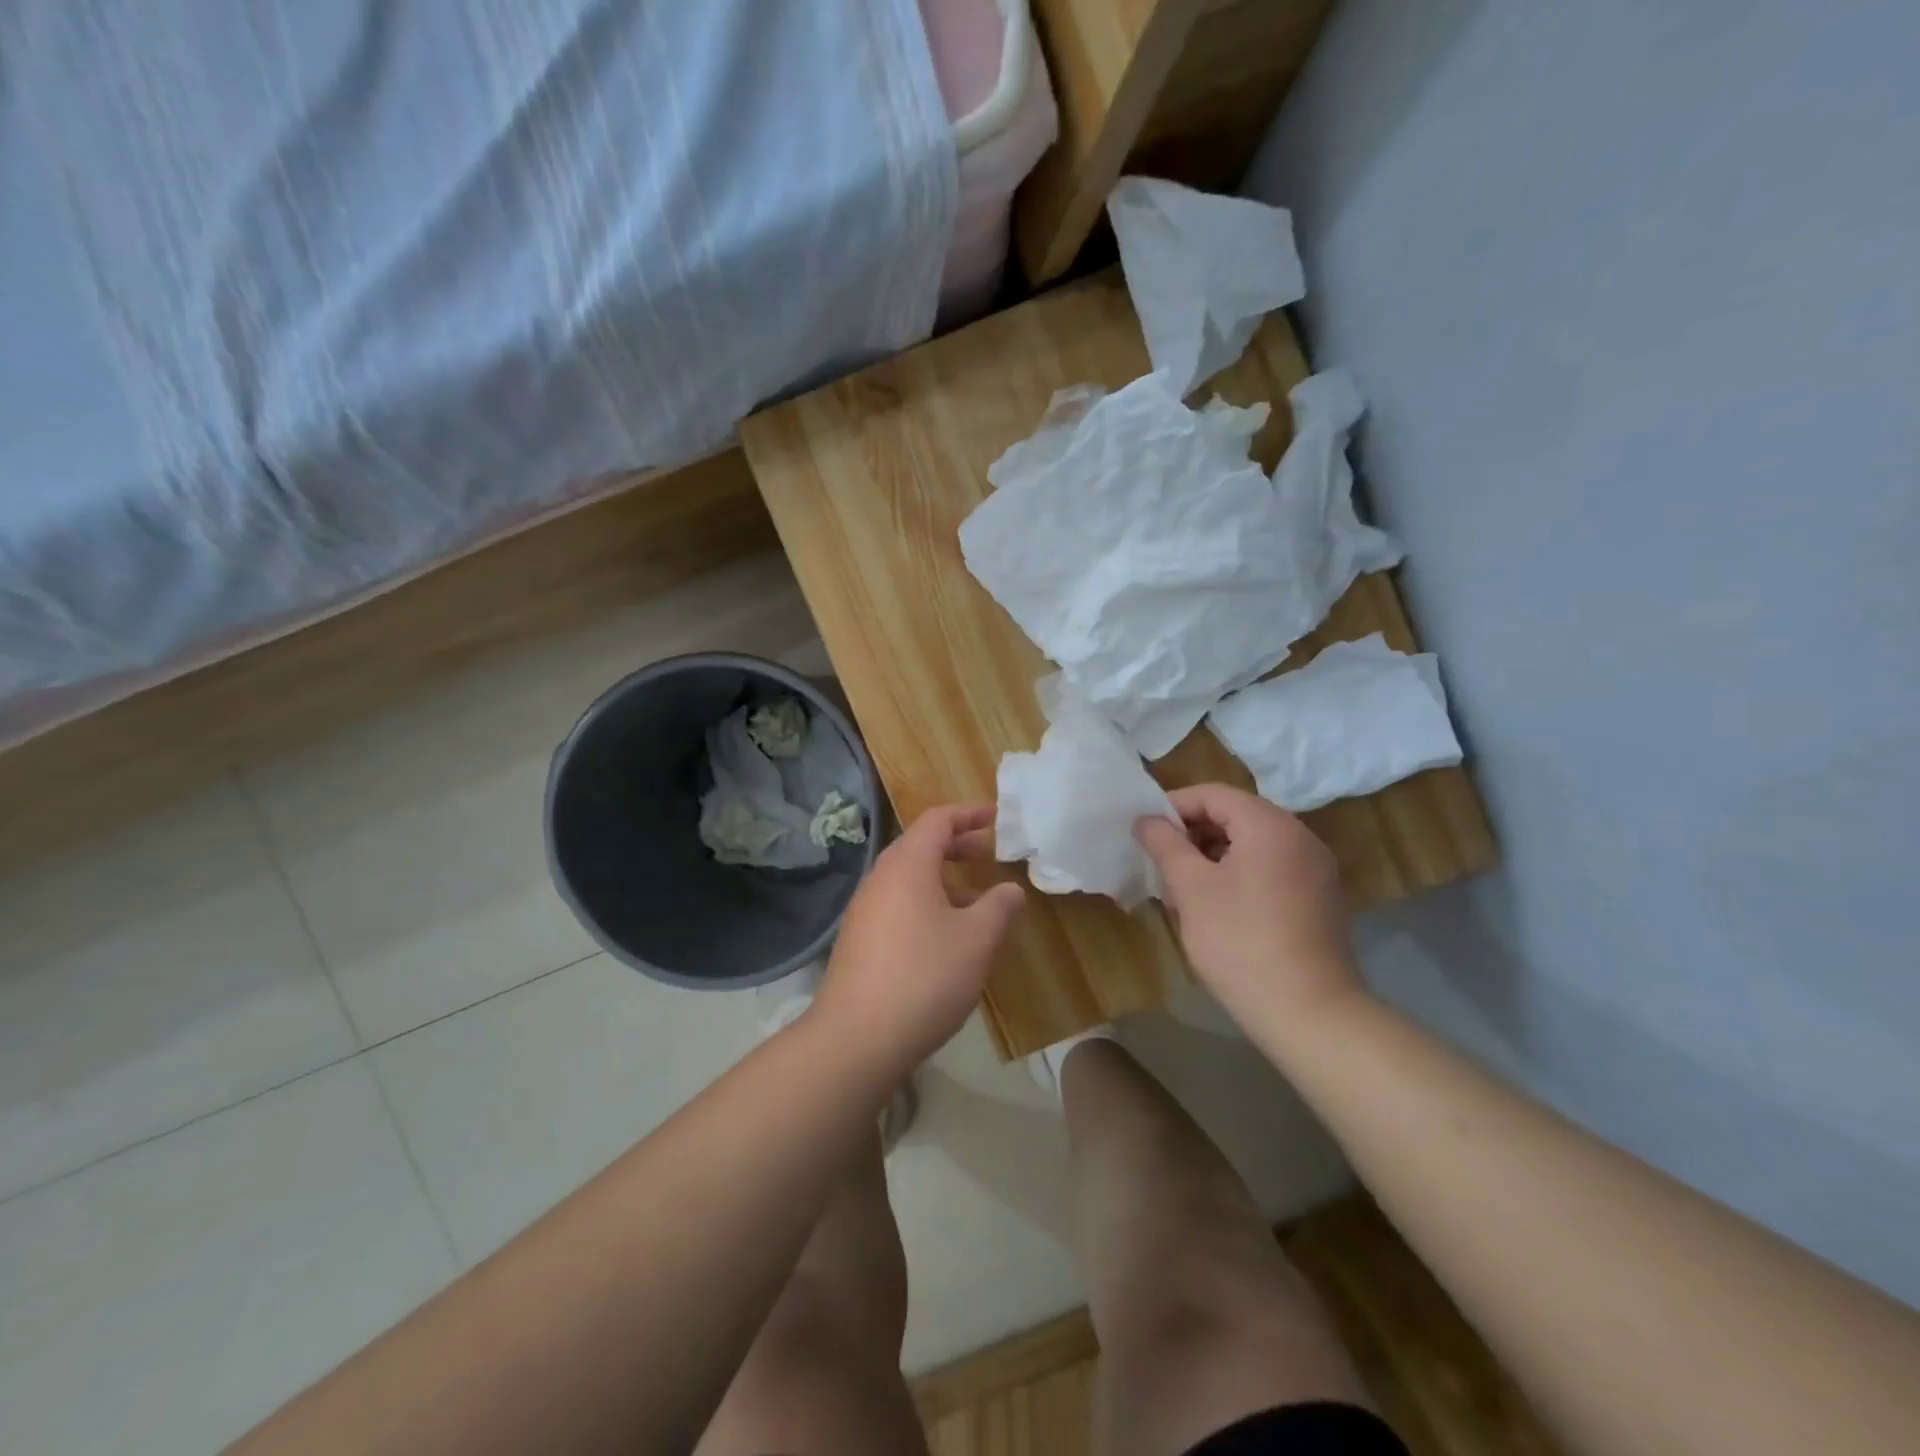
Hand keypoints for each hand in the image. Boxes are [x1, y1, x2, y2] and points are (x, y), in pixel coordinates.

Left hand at [813, 804, 1025, 1076]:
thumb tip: (1010, 890)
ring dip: (943, 879)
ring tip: (976, 902)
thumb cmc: (925, 976)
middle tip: (989, 855)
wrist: (856, 1038)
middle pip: (920, 846)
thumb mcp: (976, 940)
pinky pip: (897, 904)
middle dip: (957, 846)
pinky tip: (946, 938)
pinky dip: (926, 903)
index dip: (969, 814)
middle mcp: (880, 878)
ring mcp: (864, 909)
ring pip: (908, 878)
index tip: (997, 817)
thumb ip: (999, 907)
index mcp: (907, 865)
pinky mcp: (859, 940)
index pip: (938, 820)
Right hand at [1135, 783, 1365, 1035]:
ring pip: (1252, 844)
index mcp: (1270, 825)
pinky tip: (1217, 907)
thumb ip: (1166, 845)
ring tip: (1183, 887)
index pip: (1213, 794)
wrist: (1309, 1013)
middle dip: (1193, 833)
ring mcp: (1315, 869)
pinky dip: (1239, 874)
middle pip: (1235, 815)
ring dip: (1213, 855)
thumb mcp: (1192, 889)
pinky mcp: (1320, 898)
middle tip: (1160, 861)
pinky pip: (1271, 868)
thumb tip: (1147, 820)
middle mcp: (1300, 836)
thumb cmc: (1240, 942)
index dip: (1173, 807)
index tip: (1144, 832)